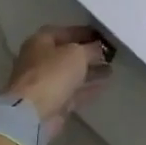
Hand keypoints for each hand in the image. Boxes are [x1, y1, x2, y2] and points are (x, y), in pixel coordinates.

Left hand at [3, 25, 110, 140]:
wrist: (34, 112)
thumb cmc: (53, 74)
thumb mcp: (77, 54)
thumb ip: (91, 49)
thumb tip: (100, 48)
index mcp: (40, 41)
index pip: (65, 32)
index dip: (85, 32)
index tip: (104, 36)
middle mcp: (40, 60)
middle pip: (67, 53)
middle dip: (88, 53)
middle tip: (110, 53)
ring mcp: (45, 82)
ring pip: (71, 73)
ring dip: (90, 71)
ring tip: (111, 69)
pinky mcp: (52, 102)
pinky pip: (73, 91)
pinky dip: (87, 88)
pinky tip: (104, 85)